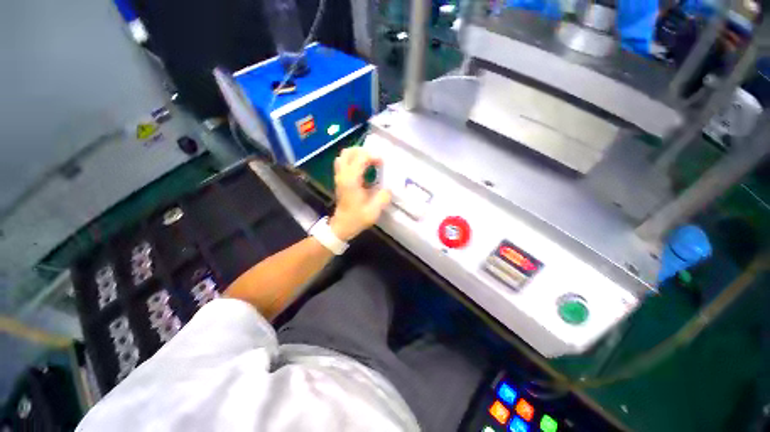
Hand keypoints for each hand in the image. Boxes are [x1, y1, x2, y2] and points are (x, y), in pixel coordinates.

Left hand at [329, 147, 391, 240]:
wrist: (342, 227)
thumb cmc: (357, 219)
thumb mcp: (374, 210)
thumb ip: (383, 196)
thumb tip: (389, 188)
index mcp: (351, 180)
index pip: (360, 157)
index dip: (373, 156)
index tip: (382, 163)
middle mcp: (343, 175)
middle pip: (349, 152)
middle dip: (364, 152)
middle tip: (375, 159)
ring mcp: (339, 177)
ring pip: (344, 156)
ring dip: (357, 155)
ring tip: (369, 162)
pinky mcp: (339, 180)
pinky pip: (343, 162)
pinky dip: (353, 160)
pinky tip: (363, 169)